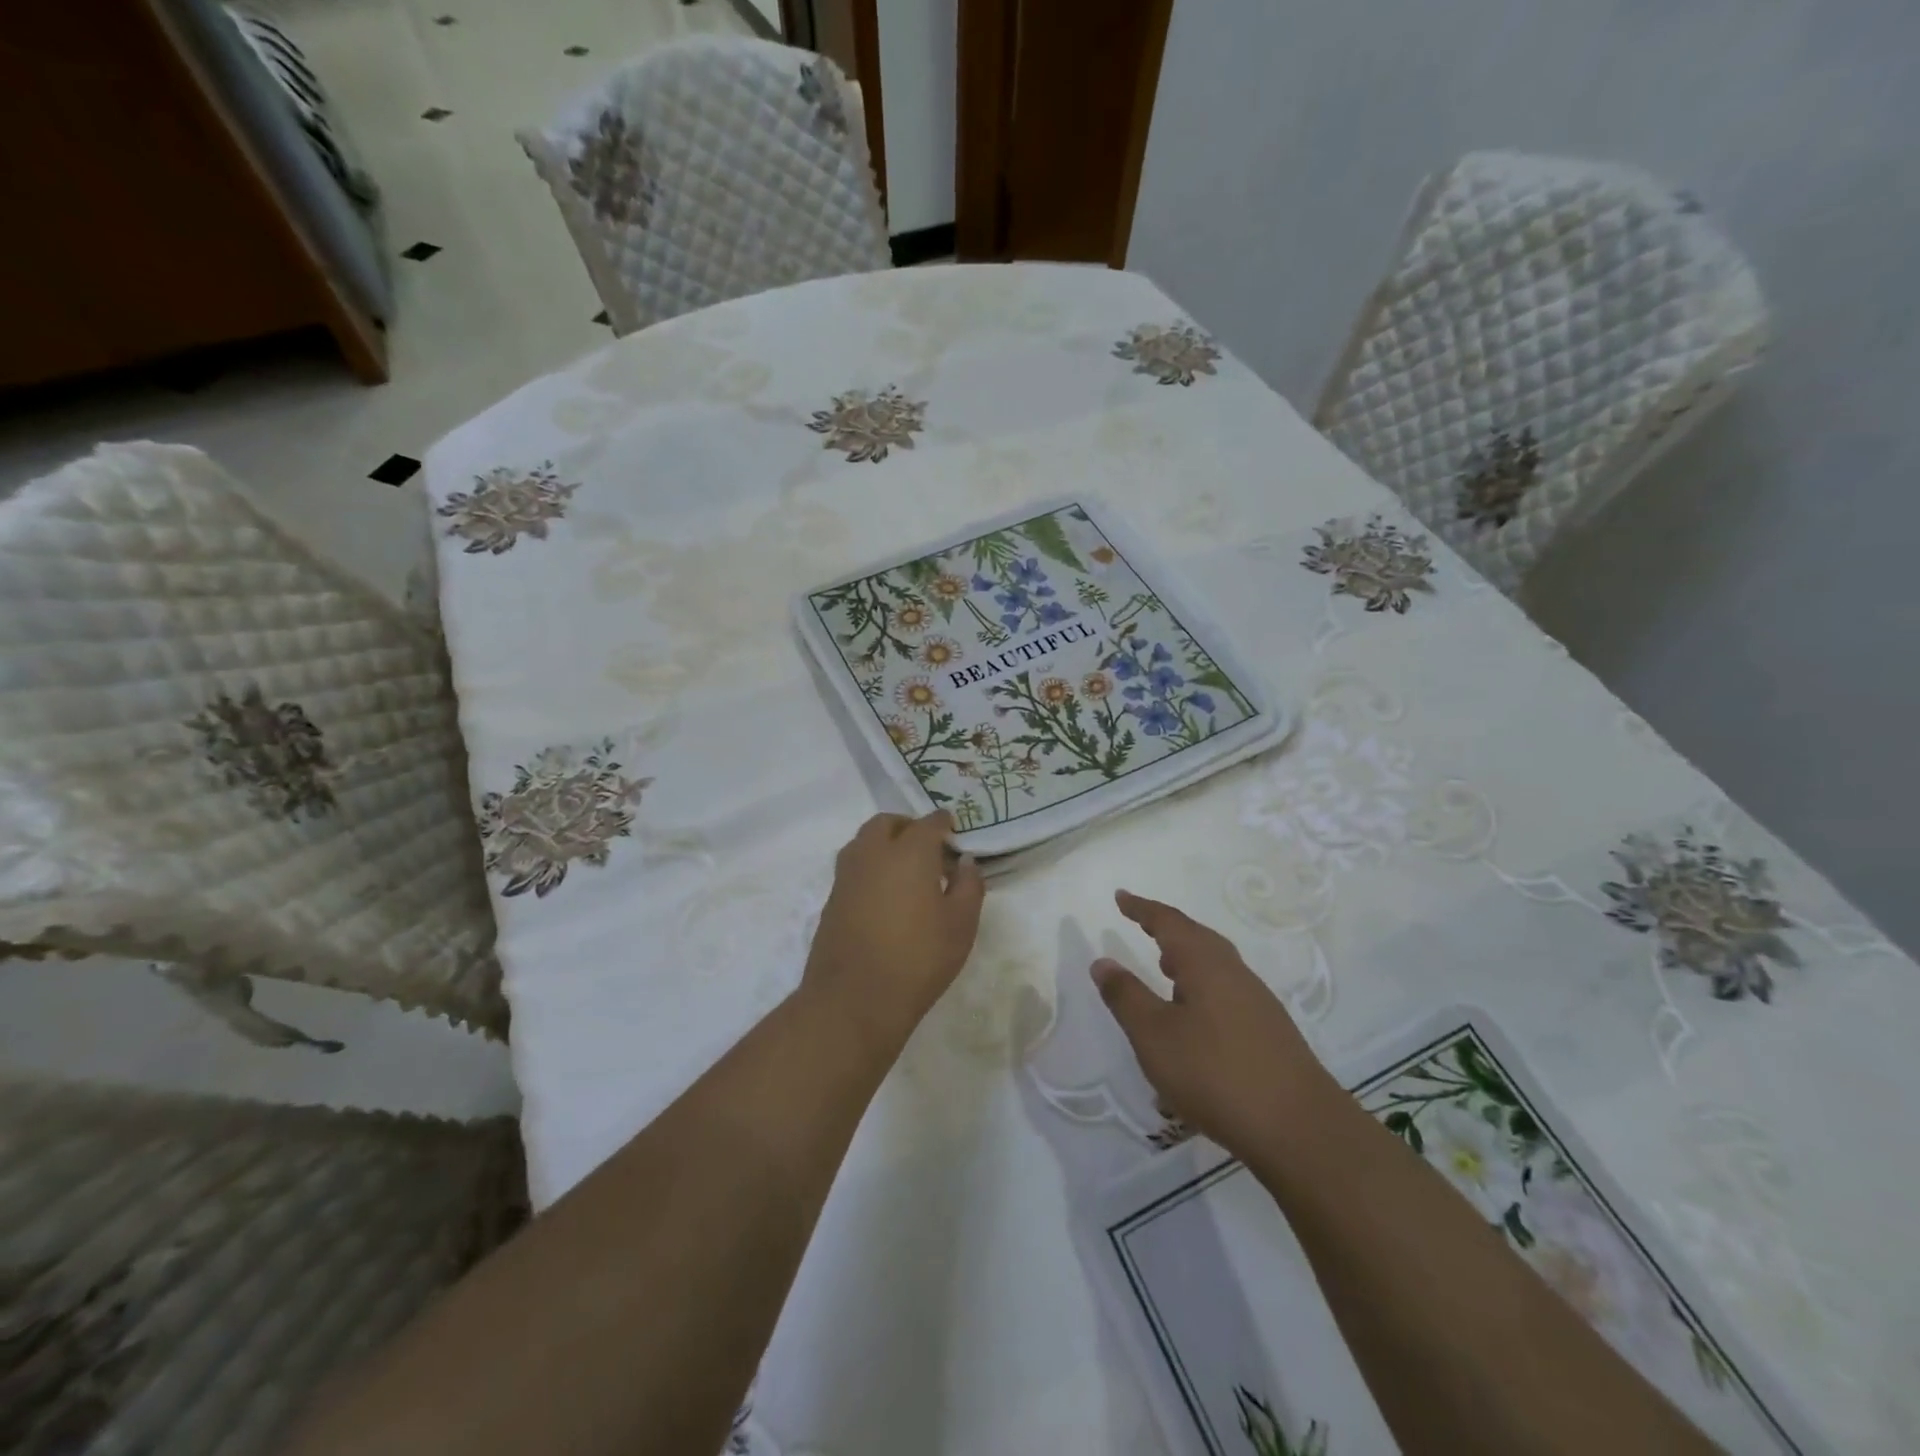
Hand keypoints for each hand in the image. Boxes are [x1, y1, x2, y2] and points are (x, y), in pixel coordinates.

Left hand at [803, 812, 985, 1047]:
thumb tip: (966, 862)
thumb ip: (969, 886)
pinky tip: (885, 895)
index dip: (944, 824)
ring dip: (884, 844)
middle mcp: (873, 853)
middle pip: (887, 823)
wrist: (854, 999)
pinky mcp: (832, 899)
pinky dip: (870, 867)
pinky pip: (853, 867)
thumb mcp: (961, 925)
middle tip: (928, 848)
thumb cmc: (918, 959)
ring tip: (905, 870)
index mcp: (909, 852)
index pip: (929, 823)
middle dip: (908, 827)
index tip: (954, 832)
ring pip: (864, 842)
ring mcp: (847, 875)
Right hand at [1092, 890, 1335, 1161]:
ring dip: (1186, 959)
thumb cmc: (1215, 1073)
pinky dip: (1201, 987)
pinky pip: (1226, 991)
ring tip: (1164, 968)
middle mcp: (1234, 972)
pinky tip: (1194, 1016)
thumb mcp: (1154, 1036)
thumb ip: (1126, 996)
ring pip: (1215, 965)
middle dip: (1167, 929)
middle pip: (1197, 937)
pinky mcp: (1269, 1031)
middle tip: (1141, 925)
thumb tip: (1102, 961)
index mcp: (1205, 963)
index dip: (1142, 909)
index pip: (1168, 922)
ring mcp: (1257, 1002)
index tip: (1121, 897)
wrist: (1300, 1129)